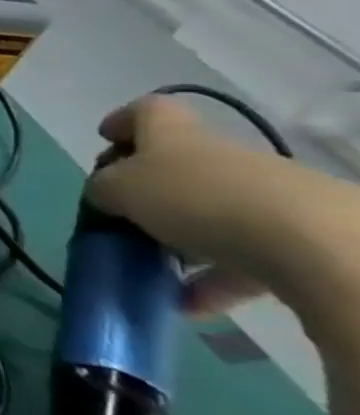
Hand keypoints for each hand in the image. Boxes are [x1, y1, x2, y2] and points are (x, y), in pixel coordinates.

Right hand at [85, 95, 359, 337]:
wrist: (312, 243)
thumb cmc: (195, 198)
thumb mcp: (120, 189)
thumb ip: (102, 188)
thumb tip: (105, 195)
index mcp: (175, 135)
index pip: (147, 111)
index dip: (123, 121)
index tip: (105, 141)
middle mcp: (219, 157)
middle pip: (177, 166)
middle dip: (146, 193)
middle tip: (121, 218)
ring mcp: (262, 195)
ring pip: (208, 213)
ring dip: (177, 240)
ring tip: (153, 271)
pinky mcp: (294, 236)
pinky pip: (240, 257)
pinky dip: (211, 280)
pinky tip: (188, 304)